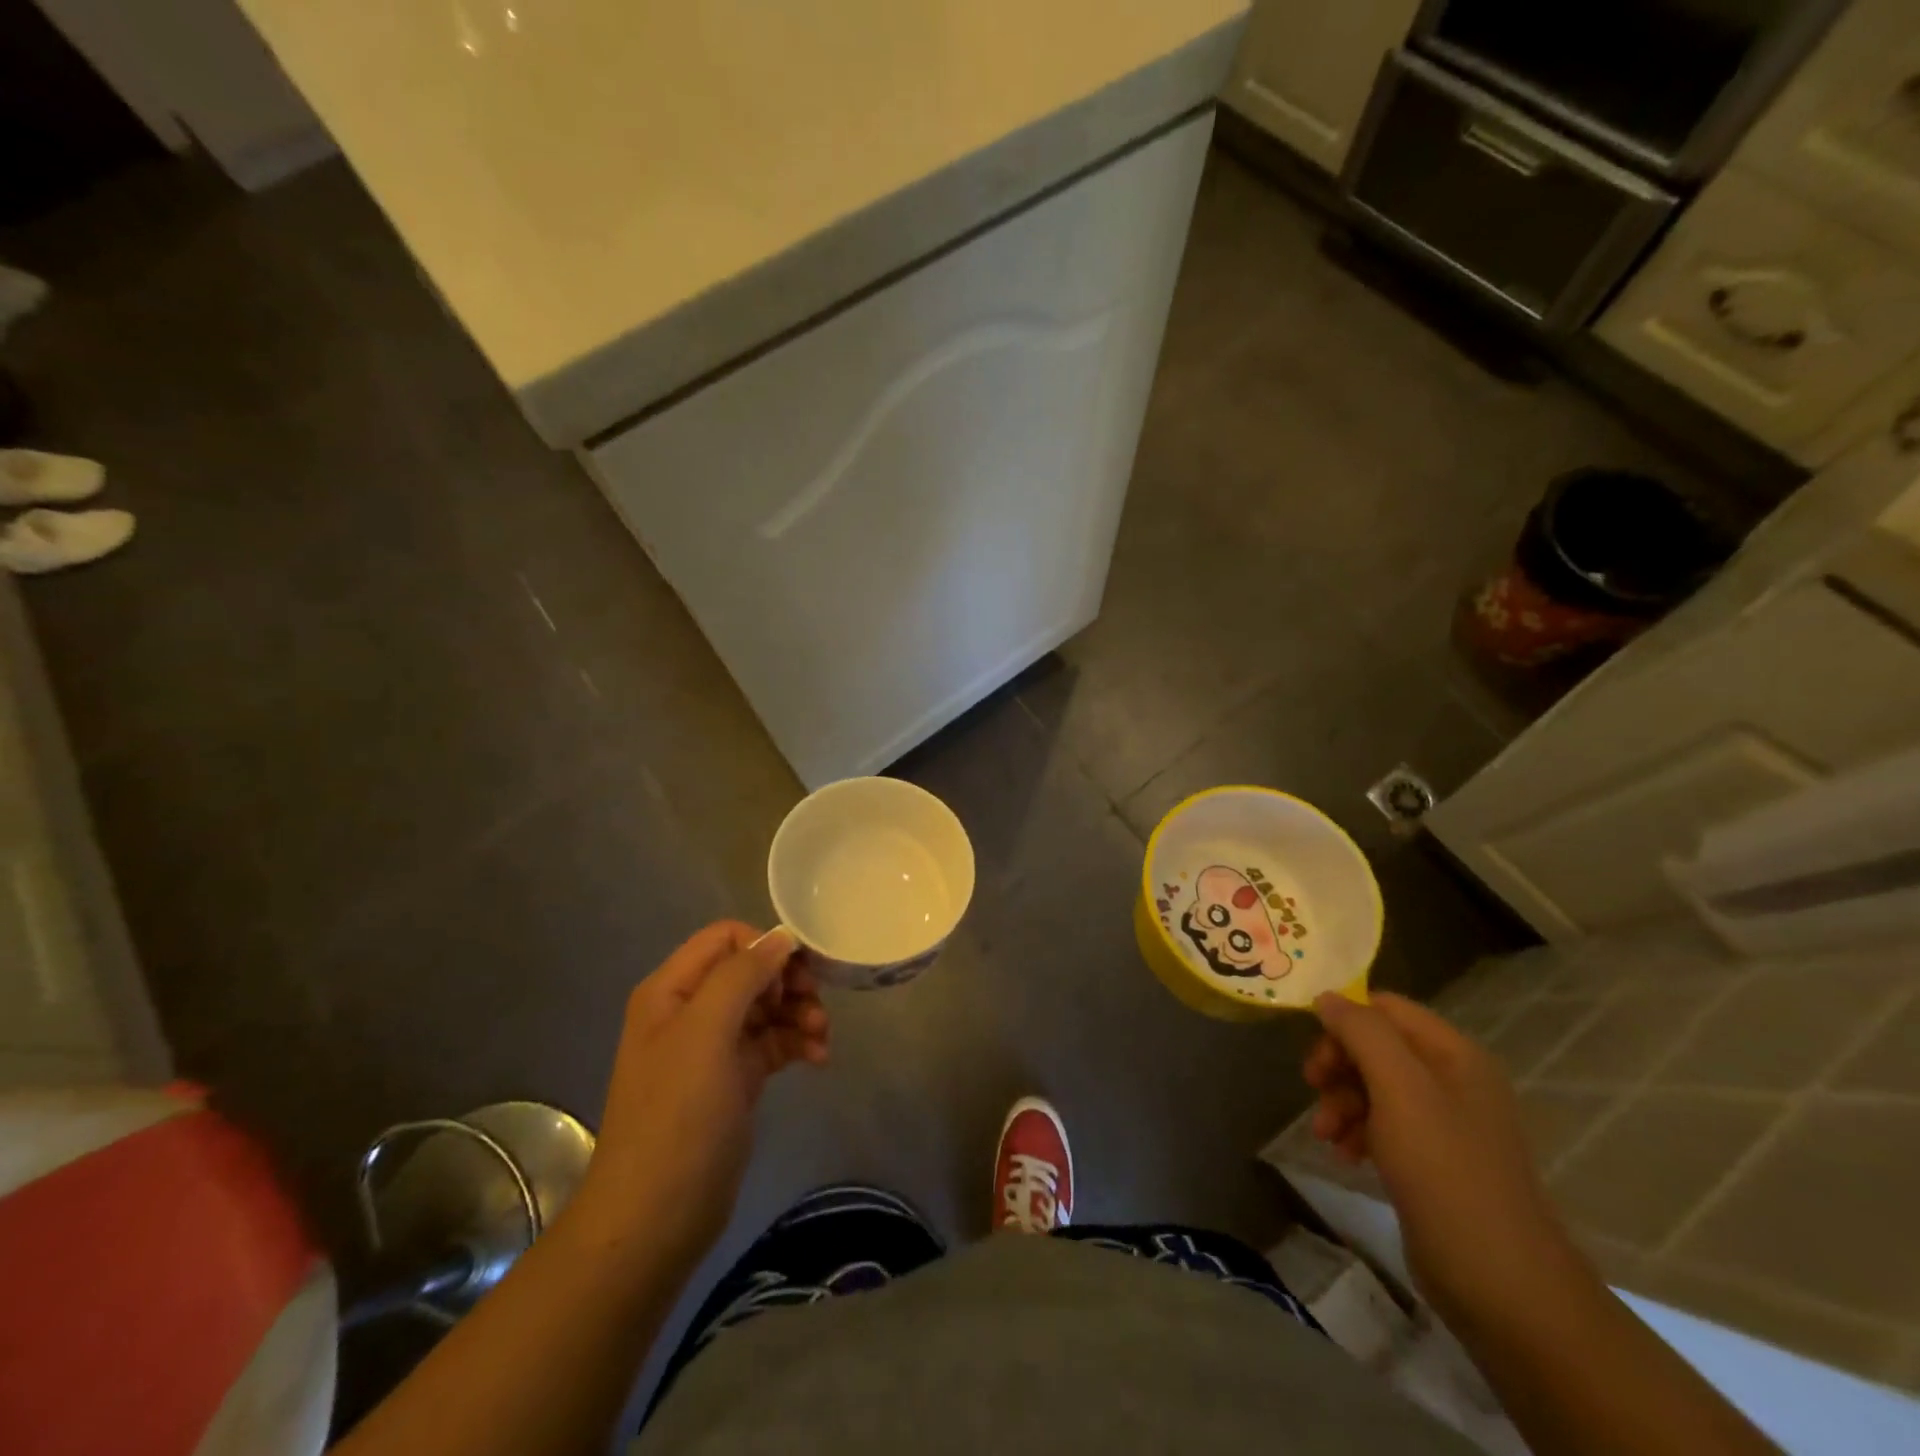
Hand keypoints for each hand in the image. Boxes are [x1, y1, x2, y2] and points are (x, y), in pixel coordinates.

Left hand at [572, 922, 828, 1270]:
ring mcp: (713, 1047)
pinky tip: (819, 1059)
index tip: (797, 973)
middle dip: (789, 983)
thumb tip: (781, 937)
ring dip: (800, 1014)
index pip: (725, 939)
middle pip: (751, 971)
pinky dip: (798, 1043)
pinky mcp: (735, 1078)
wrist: (656, 1218)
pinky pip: (773, 1042)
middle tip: (816, 1006)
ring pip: (767, 1006)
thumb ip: (741, 976)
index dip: (764, 947)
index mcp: (672, 990)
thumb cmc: (677, 1116)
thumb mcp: (706, 1034)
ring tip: (822, 1038)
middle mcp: (691, 1010)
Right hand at [1303, 991, 1582, 1326]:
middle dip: (1339, 1066)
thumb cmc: (1446, 1172)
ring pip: (1375, 1086)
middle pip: (1376, 1046)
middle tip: (1313, 1091)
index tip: (1316, 1056)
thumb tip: (1327, 997)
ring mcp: (1446, 1122)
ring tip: (1326, 1136)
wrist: (1503, 1285)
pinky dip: (1358, 1131)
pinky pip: (1385, 1124)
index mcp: (1453, 1053)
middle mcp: (1452, 1079)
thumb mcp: (1399, 1089)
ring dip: (1341, 1102)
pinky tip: (1346, 1156)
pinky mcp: (1435, 1161)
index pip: (1385, 1008)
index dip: (1344, 1022)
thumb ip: (1361, 1033)